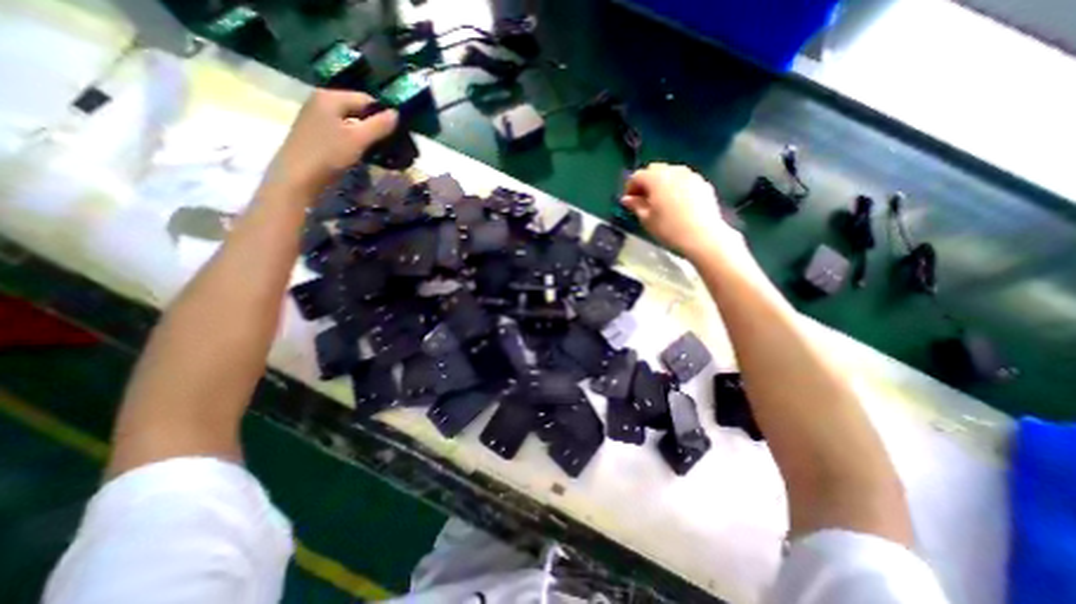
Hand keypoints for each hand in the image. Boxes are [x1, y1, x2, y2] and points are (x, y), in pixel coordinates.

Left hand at [262, 88, 396, 196]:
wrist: (298, 178)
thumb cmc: (328, 155)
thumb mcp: (358, 139)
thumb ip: (379, 125)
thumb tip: (397, 113)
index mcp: (330, 97)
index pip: (366, 99)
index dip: (383, 115)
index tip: (396, 134)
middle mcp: (321, 101)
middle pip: (357, 109)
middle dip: (375, 126)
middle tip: (390, 144)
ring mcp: (317, 117)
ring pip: (351, 122)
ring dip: (366, 135)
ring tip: (378, 150)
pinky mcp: (316, 133)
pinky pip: (342, 131)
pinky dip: (355, 140)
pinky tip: (362, 153)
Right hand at [618, 164, 744, 262]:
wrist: (702, 236)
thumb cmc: (669, 228)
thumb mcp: (647, 219)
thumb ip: (636, 205)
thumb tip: (626, 199)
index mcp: (656, 178)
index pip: (637, 176)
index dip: (630, 187)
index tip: (629, 202)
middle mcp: (674, 171)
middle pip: (655, 170)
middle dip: (646, 182)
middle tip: (643, 200)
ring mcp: (691, 175)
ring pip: (671, 173)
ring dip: (662, 183)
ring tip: (661, 201)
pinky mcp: (703, 184)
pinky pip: (685, 181)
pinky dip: (677, 187)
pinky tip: (677, 204)